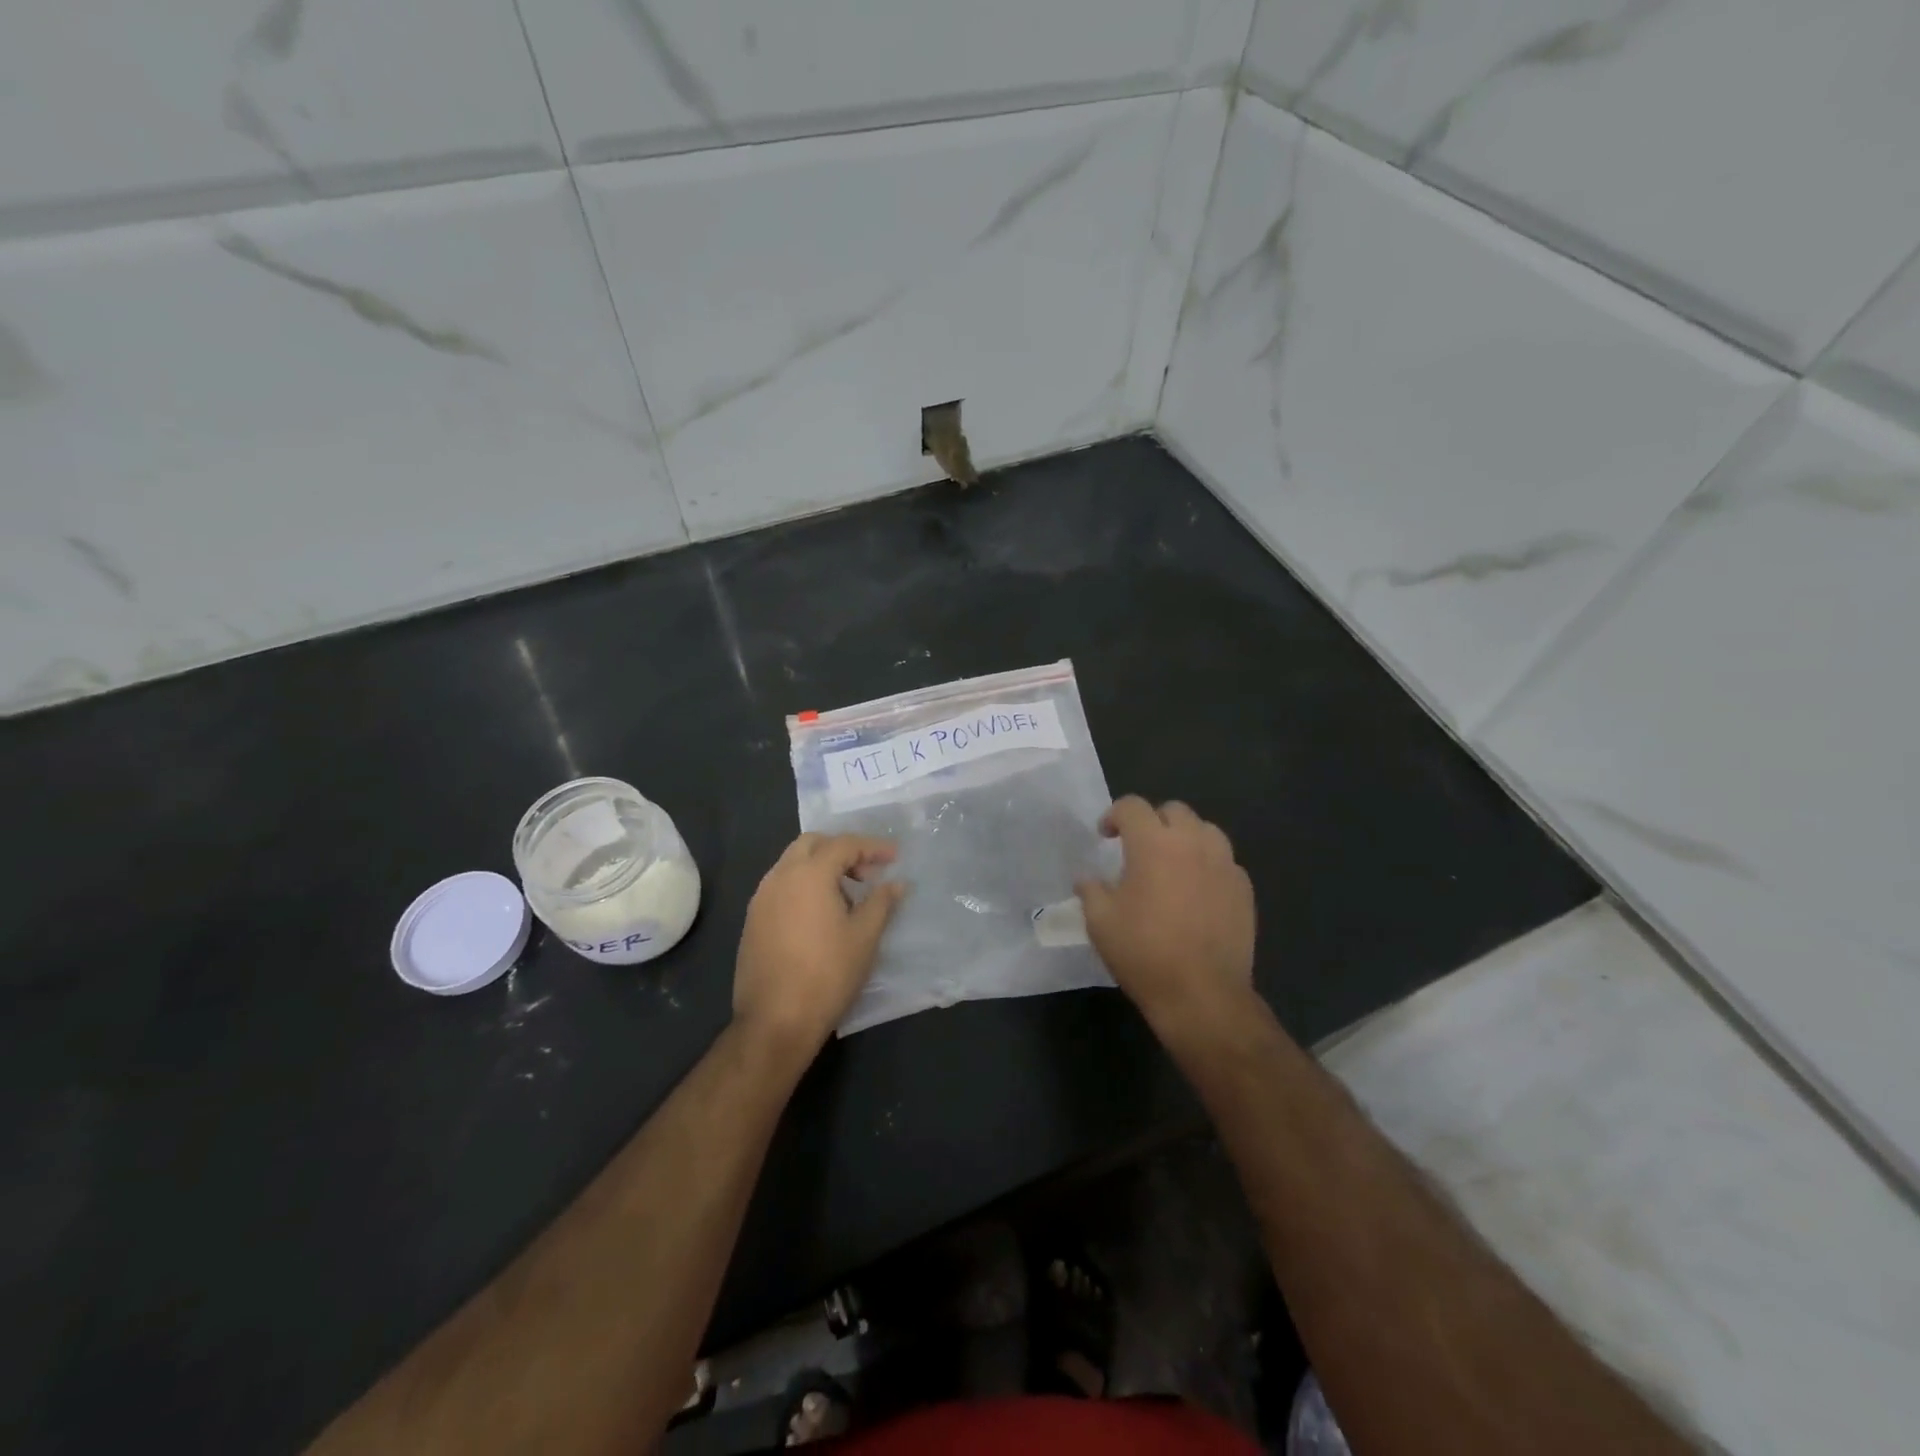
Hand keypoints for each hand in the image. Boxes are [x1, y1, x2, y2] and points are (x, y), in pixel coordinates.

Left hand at [733, 833, 907, 1055]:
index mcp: (809, 874)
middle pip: (812, 844)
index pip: (844, 844)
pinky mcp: (752, 920)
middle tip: (867, 873)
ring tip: (847, 896)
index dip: (872, 847)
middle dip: (842, 850)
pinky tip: (820, 915)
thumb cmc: (827, 974)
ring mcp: (761, 898)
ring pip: (792, 864)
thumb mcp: (864, 937)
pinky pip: (781, 886)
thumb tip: (897, 883)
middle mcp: (780, 877)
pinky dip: (803, 886)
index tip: (894, 857)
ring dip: (821, 867)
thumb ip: (882, 902)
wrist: (775, 1020)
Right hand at [1075, 797, 1255, 1033]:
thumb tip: (1087, 878)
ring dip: (1184, 838)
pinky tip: (1197, 891)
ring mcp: (1224, 864)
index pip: (1132, 806)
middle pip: (1173, 810)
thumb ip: (1091, 890)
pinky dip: (1207, 864)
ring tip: (1172, 864)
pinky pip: (1224, 860)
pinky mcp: (1244, 888)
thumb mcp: (1100, 921)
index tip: (1106, 836)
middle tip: (1138, 849)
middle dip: (1152, 822)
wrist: (1202, 994)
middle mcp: (1193, 843)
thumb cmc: (1143, 952)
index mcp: (1153, 843)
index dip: (1114, 815)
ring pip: (1205, 830)